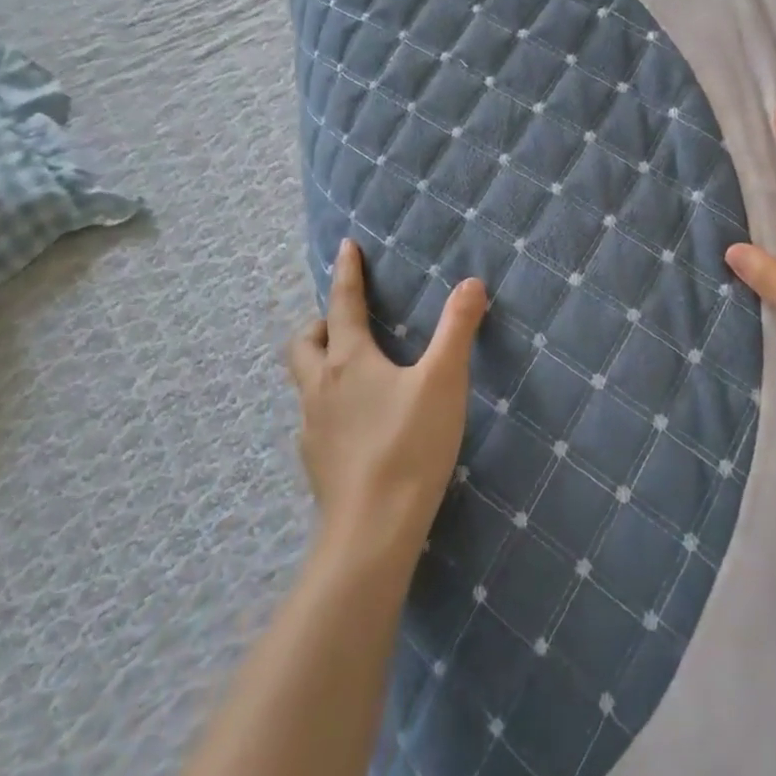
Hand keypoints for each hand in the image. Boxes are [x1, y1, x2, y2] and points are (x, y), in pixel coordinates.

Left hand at [286, 239, 487, 547]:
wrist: (373, 528)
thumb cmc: (409, 445)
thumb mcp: (444, 380)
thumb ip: (457, 329)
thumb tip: (471, 283)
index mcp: (349, 362)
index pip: (343, 305)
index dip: (347, 273)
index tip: (346, 247)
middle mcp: (320, 389)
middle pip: (304, 343)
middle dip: (321, 323)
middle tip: (347, 322)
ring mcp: (312, 428)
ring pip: (306, 382)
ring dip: (323, 364)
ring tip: (357, 370)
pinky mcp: (316, 461)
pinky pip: (316, 417)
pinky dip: (331, 403)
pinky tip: (359, 422)